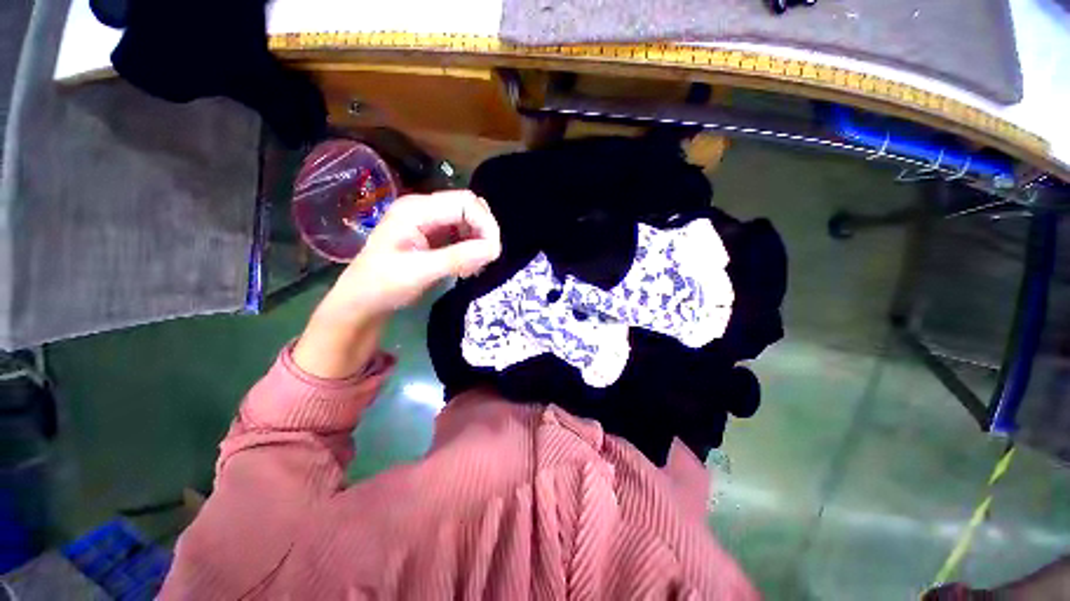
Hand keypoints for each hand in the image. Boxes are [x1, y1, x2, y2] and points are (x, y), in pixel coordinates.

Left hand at [293, 190, 501, 377]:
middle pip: (468, 208)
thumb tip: (495, 249)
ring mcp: (427, 221)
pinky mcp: (431, 235)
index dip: (485, 223)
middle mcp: (423, 209)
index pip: (464, 202)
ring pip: (467, 222)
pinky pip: (460, 234)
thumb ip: (459, 258)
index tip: (494, 251)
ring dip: (477, 241)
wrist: (362, 301)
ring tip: (474, 267)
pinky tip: (467, 267)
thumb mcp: (421, 271)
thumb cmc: (384, 285)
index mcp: (416, 210)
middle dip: (483, 232)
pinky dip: (470, 248)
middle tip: (486, 259)